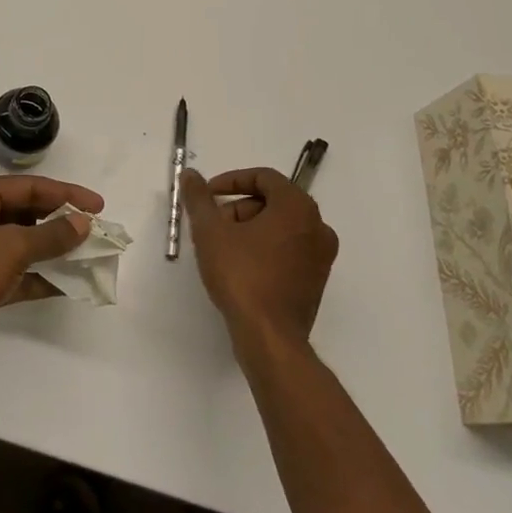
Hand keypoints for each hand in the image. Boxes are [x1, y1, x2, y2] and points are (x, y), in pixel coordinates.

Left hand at [0, 175, 103, 382]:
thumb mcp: (9, 246)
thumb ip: (50, 235)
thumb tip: (82, 223)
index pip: (28, 187)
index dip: (65, 194)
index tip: (99, 206)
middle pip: (26, 214)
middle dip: (60, 222)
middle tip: (97, 231)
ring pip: (24, 247)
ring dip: (55, 252)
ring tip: (91, 256)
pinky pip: (19, 277)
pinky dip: (43, 279)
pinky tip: (71, 285)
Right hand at [180, 167, 338, 351]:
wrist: (270, 337)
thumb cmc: (242, 276)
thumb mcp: (210, 232)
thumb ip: (199, 198)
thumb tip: (189, 175)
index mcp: (297, 207)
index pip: (264, 177)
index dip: (231, 181)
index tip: (208, 195)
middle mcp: (317, 226)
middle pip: (273, 201)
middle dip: (239, 208)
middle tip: (213, 226)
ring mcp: (321, 255)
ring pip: (281, 226)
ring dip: (250, 229)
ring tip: (223, 249)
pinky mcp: (316, 280)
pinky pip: (289, 249)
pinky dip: (265, 248)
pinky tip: (241, 268)